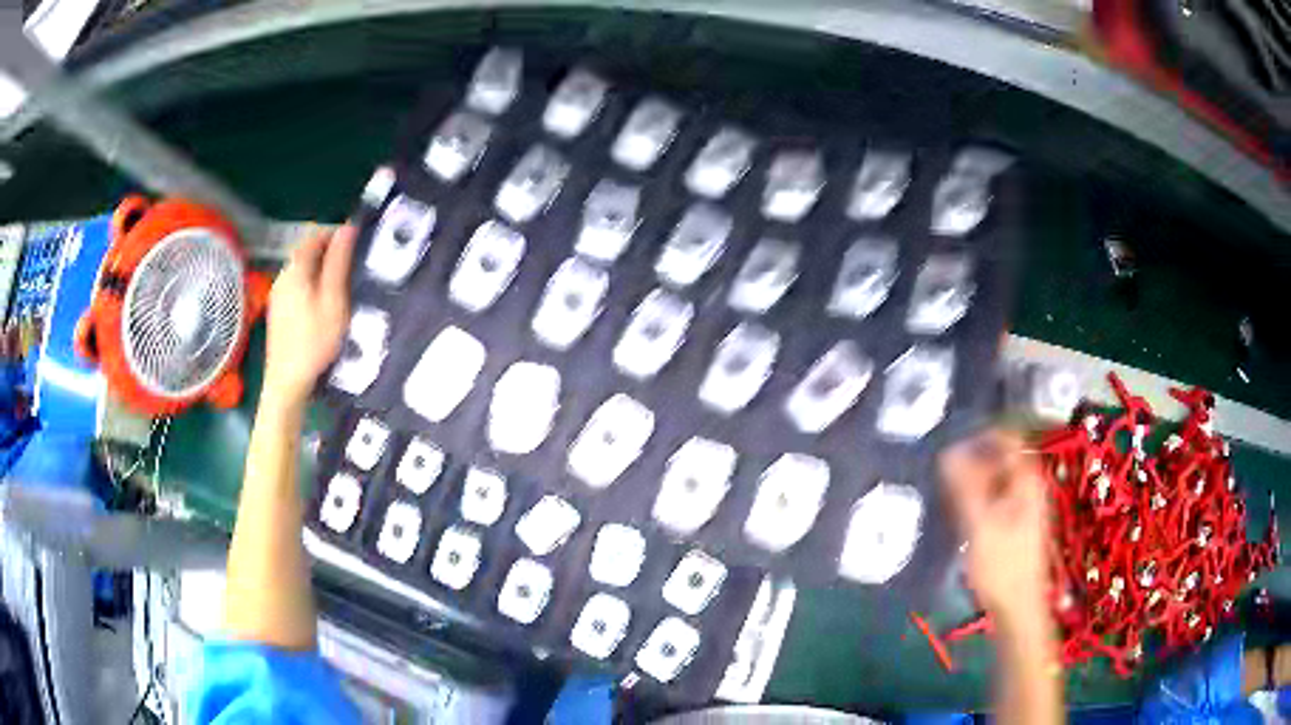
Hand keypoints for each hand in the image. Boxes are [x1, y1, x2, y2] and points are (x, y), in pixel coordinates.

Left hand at [263, 225, 355, 406]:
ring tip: (343, 284)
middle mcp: (283, 276)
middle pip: (306, 252)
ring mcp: (277, 295)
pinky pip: (297, 287)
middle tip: (353, 264)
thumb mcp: (334, 300)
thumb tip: (347, 228)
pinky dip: (312, 285)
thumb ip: (339, 262)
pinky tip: (323, 304)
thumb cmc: (314, 341)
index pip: (315, 235)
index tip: (356, 241)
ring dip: (321, 269)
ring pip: (302, 270)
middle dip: (329, 251)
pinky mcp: (278, 312)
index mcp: (295, 269)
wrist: (287, 382)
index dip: (335, 233)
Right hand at [940, 430, 1050, 629]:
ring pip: (995, 479)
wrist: (1017, 608)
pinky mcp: (1014, 524)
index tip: (950, 442)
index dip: (980, 434)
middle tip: (941, 468)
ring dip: (971, 479)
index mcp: (1026, 479)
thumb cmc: (1001, 566)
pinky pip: (994, 497)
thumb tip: (948, 451)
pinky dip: (976, 498)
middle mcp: (1029, 485)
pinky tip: (958, 513)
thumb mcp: (980, 525)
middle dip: (971, 458)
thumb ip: (965, 486)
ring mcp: (1023, 505)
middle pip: (999, 457)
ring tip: (944, 489)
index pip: (1006, 437)